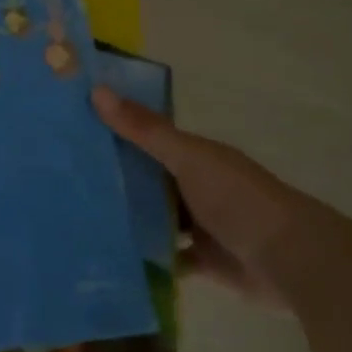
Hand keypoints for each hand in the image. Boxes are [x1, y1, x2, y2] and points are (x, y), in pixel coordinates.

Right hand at [92, 85, 308, 313]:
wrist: (290, 260)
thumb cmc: (237, 199)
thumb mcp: (188, 158)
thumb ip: (145, 130)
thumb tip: (96, 89)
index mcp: (194, 155)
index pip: (147, 136)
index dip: (114, 130)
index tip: (70, 129)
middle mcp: (194, 185)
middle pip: (148, 178)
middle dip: (114, 178)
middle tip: (61, 179)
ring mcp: (199, 225)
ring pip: (155, 218)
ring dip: (128, 218)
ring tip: (76, 218)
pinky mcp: (202, 261)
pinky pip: (166, 257)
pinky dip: (146, 258)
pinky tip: (110, 258)